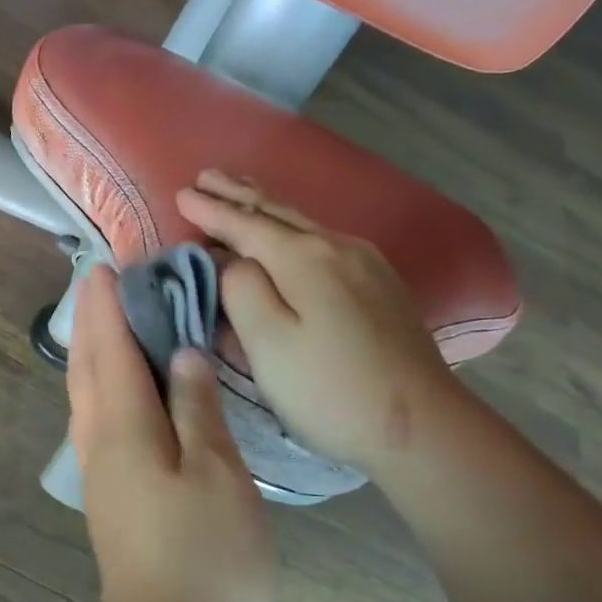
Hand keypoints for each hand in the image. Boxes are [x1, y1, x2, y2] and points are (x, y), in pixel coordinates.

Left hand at [66, 266, 275, 601]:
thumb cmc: (206, 557)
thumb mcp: (218, 473)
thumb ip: (197, 407)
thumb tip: (182, 355)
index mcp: (123, 428)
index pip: (111, 350)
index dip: (108, 307)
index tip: (106, 267)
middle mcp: (99, 443)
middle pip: (90, 369)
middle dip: (94, 324)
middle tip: (103, 284)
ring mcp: (100, 473)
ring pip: (88, 397)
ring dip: (94, 355)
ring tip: (110, 325)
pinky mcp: (111, 496)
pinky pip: (98, 422)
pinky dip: (104, 389)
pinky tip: (122, 391)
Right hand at [177, 169, 463, 474]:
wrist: (420, 424)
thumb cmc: (328, 389)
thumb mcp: (268, 343)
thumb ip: (240, 290)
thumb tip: (231, 260)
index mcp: (304, 258)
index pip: (245, 224)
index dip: (210, 211)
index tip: (181, 194)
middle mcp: (337, 247)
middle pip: (277, 213)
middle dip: (238, 195)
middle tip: (206, 176)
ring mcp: (365, 264)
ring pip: (303, 224)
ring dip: (265, 207)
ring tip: (240, 191)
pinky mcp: (380, 285)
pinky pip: (322, 241)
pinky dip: (291, 229)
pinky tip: (289, 234)